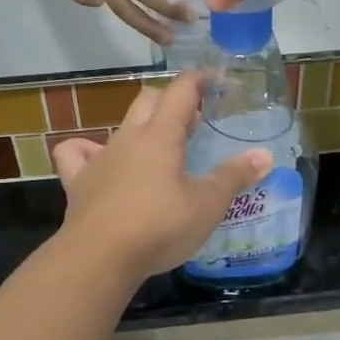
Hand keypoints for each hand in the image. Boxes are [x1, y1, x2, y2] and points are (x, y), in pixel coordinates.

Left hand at [53, 76, 271, 278]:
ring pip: (120, 125)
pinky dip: (87, 150)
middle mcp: (128, 138)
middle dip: (172, 100)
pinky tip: (99, 161)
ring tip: (159, 147)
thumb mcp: (206, 205)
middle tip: (194, 120)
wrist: (99, 258)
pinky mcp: (78, 182)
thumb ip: (234, 177)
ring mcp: (99, 158)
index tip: (217, 83)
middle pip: (148, 99)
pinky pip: (76, 153)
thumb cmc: (159, 227)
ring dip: (141, 127)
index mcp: (160, 135)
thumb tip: (264, 156)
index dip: (200, 80)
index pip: (181, 90)